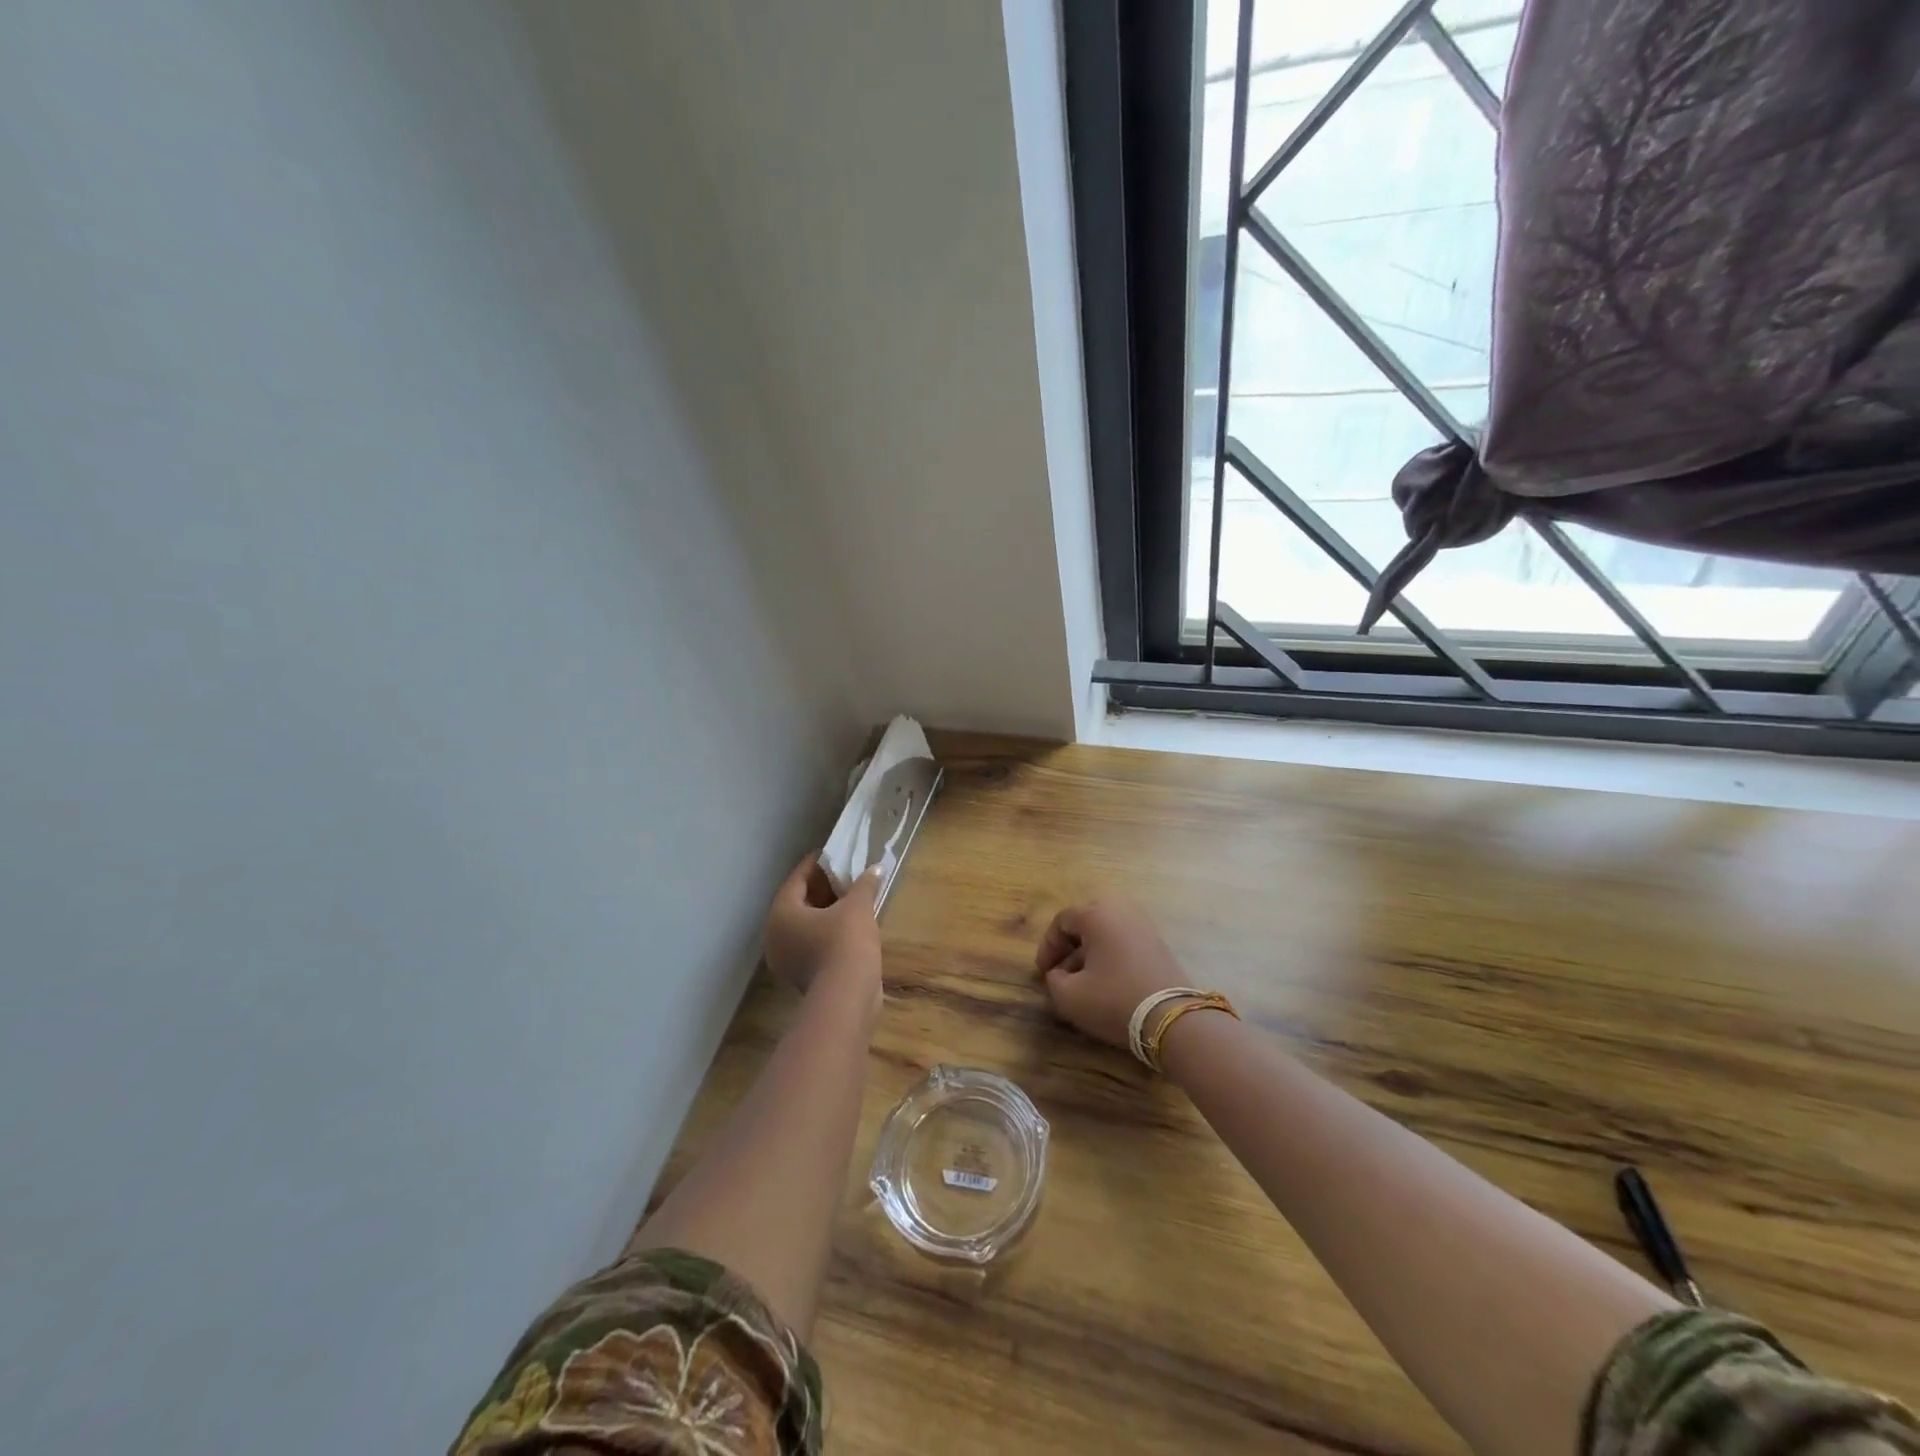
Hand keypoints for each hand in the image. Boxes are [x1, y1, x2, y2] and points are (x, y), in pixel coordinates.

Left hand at [763, 855, 883, 996]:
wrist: (846, 997)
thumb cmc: (845, 942)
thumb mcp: (857, 907)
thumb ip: (864, 885)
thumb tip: (876, 868)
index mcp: (781, 913)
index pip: (796, 879)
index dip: (815, 864)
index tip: (831, 853)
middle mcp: (777, 935)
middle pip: (799, 902)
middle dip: (822, 888)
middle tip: (844, 874)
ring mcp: (787, 959)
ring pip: (806, 925)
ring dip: (827, 911)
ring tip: (852, 897)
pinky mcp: (803, 975)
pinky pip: (813, 942)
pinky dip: (829, 930)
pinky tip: (852, 924)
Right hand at [1035, 897, 1186, 1049]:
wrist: (1172, 1019)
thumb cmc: (1114, 1000)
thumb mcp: (1069, 996)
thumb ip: (1053, 980)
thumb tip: (1058, 973)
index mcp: (1096, 913)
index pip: (1062, 921)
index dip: (1047, 946)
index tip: (1043, 973)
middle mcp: (1121, 909)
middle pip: (1085, 921)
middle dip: (1069, 946)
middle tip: (1061, 970)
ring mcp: (1144, 924)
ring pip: (1106, 931)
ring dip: (1090, 952)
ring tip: (1084, 980)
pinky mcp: (1159, 942)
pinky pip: (1124, 940)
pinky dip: (1110, 955)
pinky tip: (1108, 981)